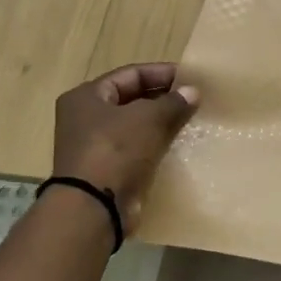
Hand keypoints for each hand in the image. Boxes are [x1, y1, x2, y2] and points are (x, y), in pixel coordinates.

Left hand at [51, 63, 199, 219]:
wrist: (95, 207)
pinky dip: (157, 146)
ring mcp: (95, 147)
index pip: (130, 74)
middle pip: (132, 100)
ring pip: (136, 127)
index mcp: (87, 97)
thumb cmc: (116, 150)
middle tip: (194, 100)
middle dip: (164, 99)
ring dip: (162, 123)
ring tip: (192, 121)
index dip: (161, 73)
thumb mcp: (148, 118)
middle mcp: (86, 118)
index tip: (190, 78)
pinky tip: (180, 146)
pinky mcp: (108, 170)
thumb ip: (173, 102)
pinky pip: (137, 150)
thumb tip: (193, 92)